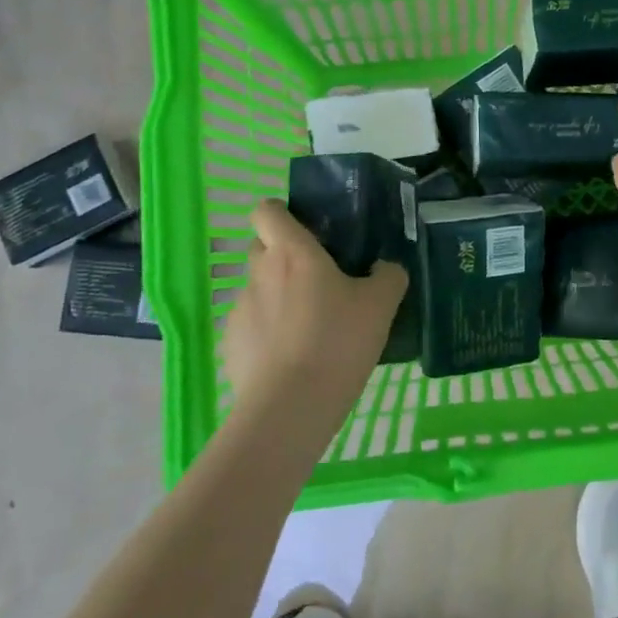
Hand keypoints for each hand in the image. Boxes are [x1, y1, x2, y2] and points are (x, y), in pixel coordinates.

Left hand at [222, 201, 407, 416]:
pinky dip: (268, 335)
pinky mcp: (230, 345)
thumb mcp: (381, 305)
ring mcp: (239, 310)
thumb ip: (387, 276)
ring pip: (259, 290)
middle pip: (262, 248)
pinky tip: (292, 360)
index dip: (281, 213)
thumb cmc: (337, 341)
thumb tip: (384, 267)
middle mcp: (259, 273)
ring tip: (309, 331)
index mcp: (292, 252)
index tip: (305, 230)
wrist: (290, 407)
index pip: (266, 211)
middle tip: (318, 281)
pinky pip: (251, 327)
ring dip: (278, 299)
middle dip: (284, 257)